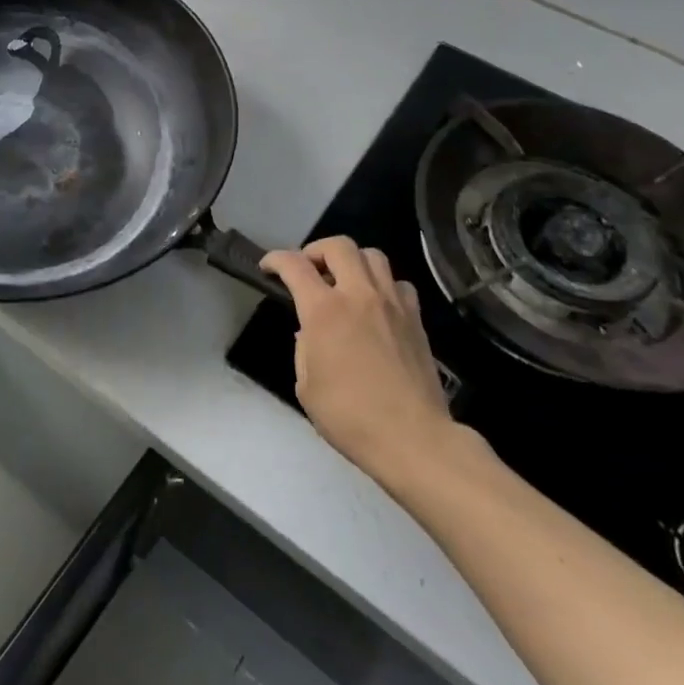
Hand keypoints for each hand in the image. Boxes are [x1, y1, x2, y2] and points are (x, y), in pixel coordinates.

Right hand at [260, 238, 461, 482]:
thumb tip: (312, 332)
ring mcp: (392, 304)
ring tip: (343, 282)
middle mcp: (359, 295)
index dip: (275, 259)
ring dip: (351, 261)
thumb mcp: (306, 385)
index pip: (294, 265)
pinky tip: (375, 305)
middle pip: (338, 246)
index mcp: (324, 310)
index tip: (267, 267)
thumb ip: (304, 348)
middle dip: (316, 250)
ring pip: (373, 256)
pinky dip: (382, 284)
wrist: (413, 439)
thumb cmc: (349, 416)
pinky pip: (398, 283)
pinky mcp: (416, 319)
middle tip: (307, 269)